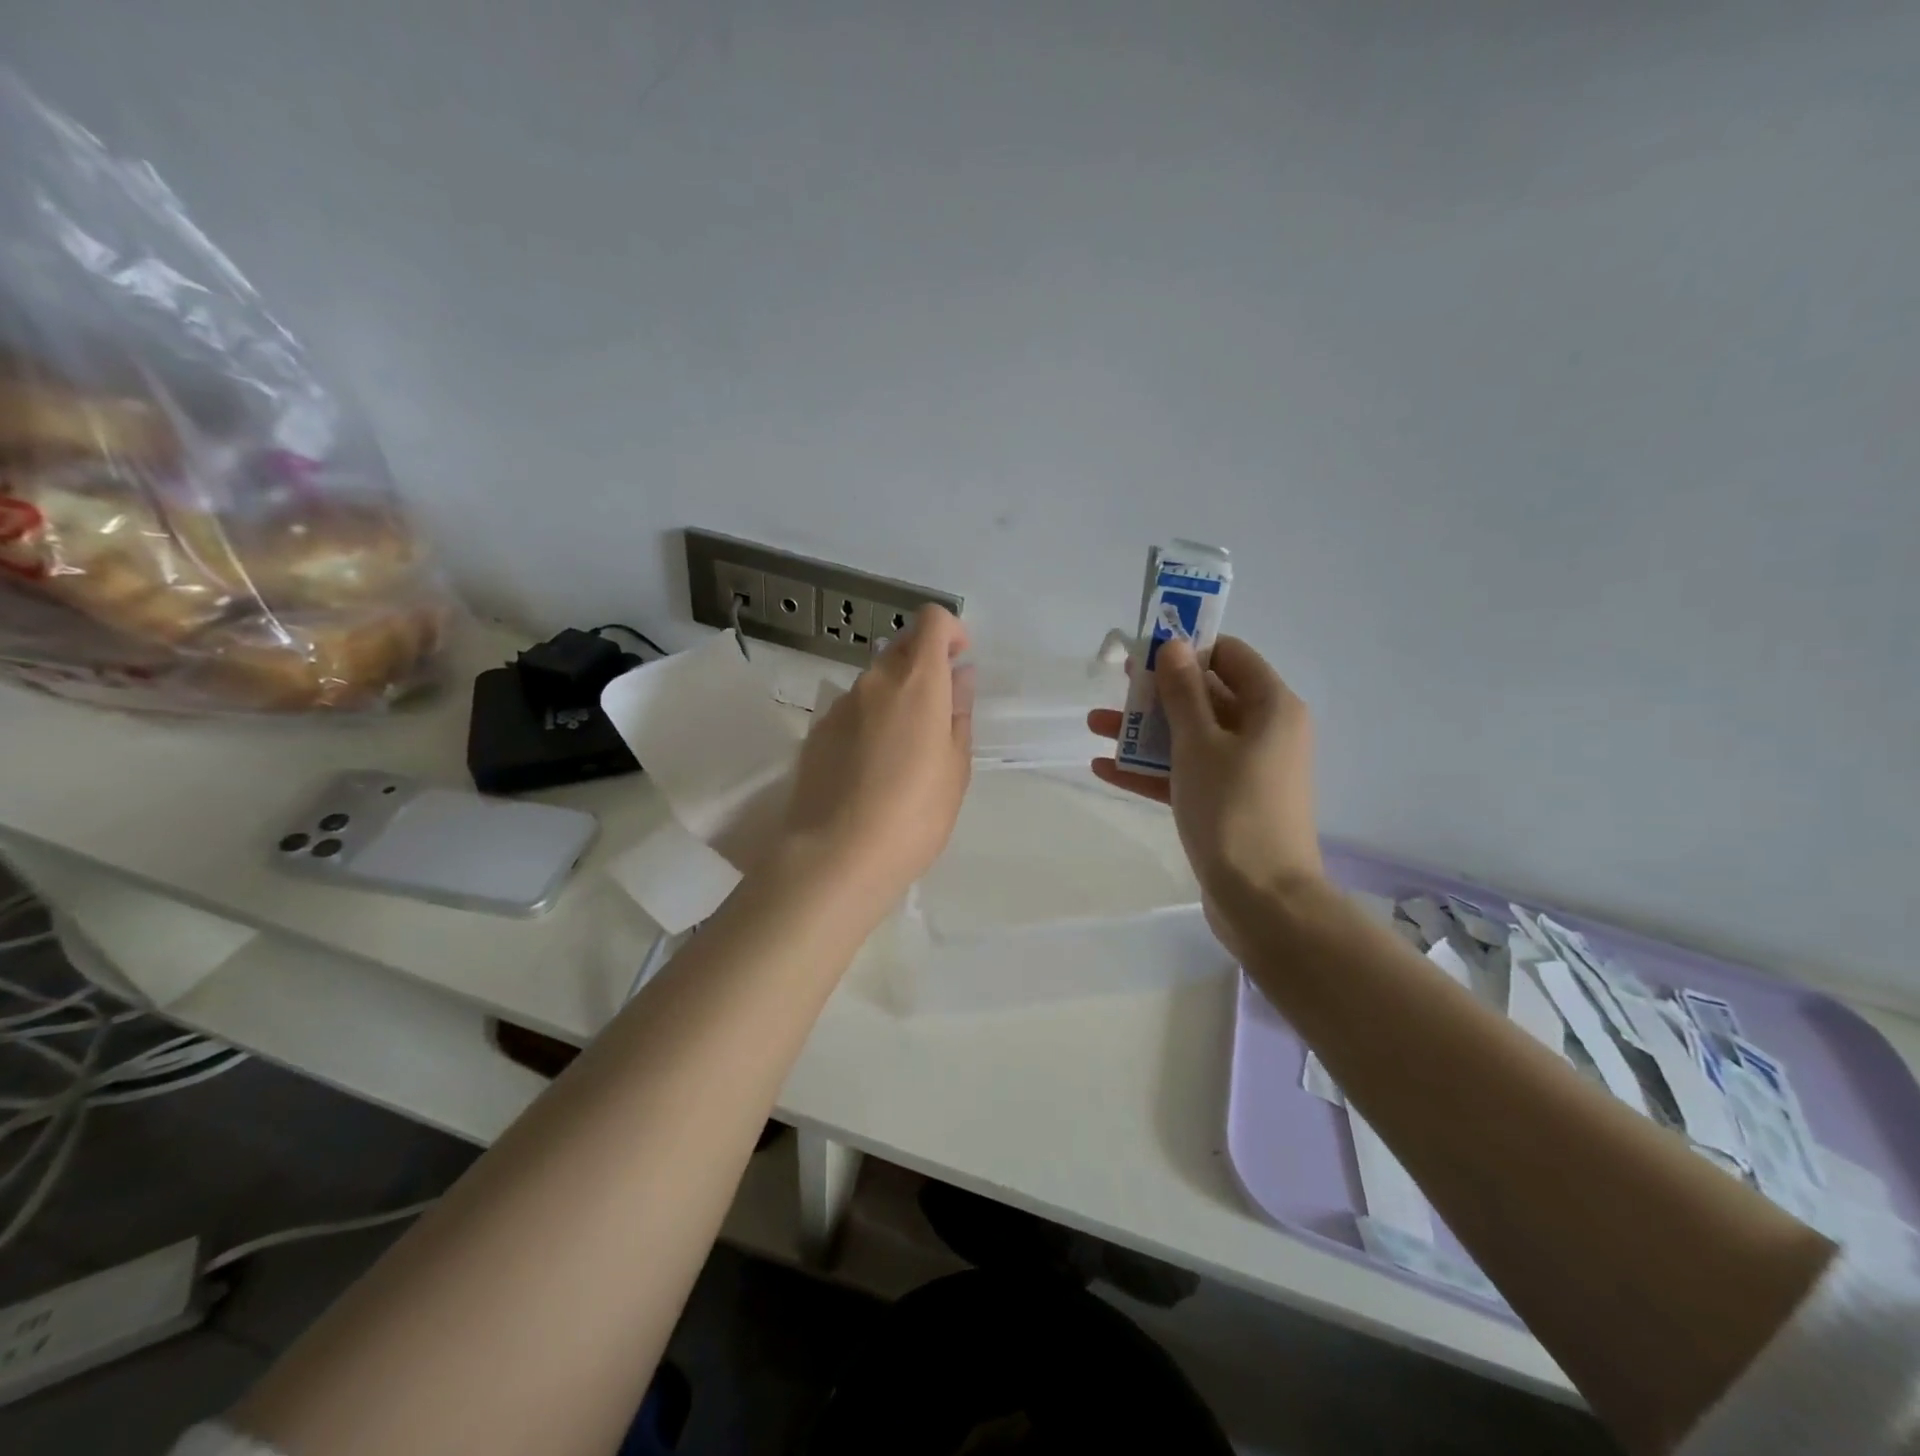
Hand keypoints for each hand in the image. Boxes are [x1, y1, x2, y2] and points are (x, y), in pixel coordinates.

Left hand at [779, 605, 973, 911]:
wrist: (836, 857)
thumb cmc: (914, 815)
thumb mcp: (955, 768)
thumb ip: (957, 713)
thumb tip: (959, 676)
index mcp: (917, 683)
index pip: (931, 621)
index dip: (950, 631)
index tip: (959, 662)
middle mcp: (874, 681)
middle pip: (901, 647)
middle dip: (924, 664)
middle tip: (937, 712)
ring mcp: (839, 706)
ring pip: (874, 681)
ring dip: (895, 696)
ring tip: (903, 750)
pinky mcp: (816, 732)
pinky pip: (851, 710)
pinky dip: (868, 720)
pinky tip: (870, 767)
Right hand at [1087, 636, 1320, 948]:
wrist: (1261, 899)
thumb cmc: (1232, 808)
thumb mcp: (1199, 742)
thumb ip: (1183, 692)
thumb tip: (1174, 645)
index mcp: (1272, 707)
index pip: (1230, 656)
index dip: (1189, 648)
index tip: (1146, 651)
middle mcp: (1264, 732)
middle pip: (1207, 696)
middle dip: (1158, 692)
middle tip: (1116, 687)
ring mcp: (1245, 770)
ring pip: (1192, 736)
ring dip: (1146, 732)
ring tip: (1094, 727)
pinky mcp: (1227, 802)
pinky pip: (1188, 773)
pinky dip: (1152, 769)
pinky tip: (1105, 768)